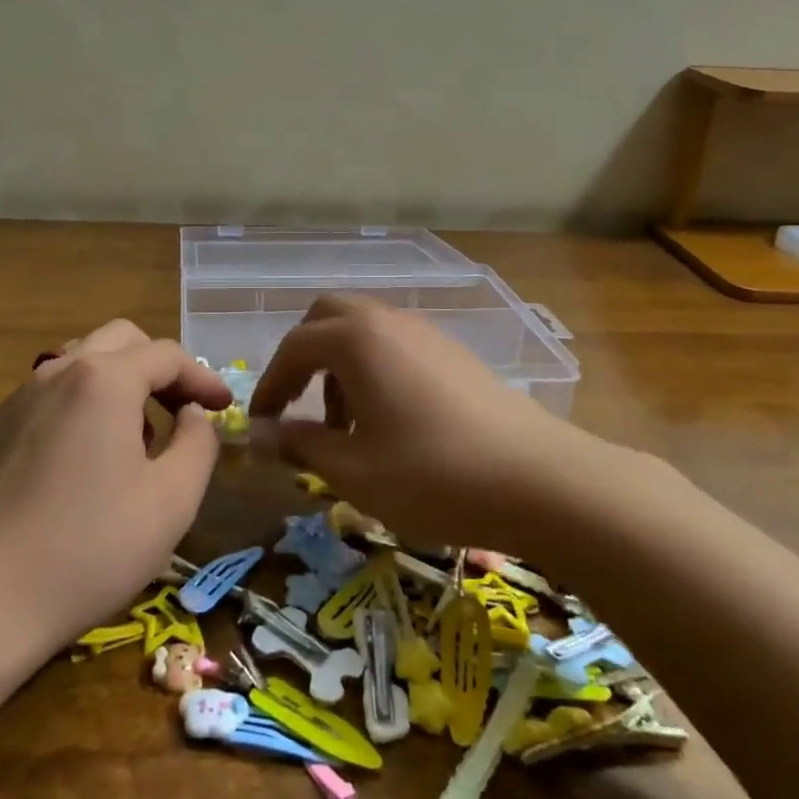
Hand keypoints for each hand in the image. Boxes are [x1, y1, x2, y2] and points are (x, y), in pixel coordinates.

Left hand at [0, 320, 231, 649]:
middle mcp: (59, 371)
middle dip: (161, 368)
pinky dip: (88, 402)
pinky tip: (94, 456)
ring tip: (141, 435)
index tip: (224, 407)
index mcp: (104, 379)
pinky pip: (56, 391)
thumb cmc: (90, 548)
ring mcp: (22, 397)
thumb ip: (198, 442)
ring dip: (123, 381)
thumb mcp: (172, 499)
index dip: (202, 377)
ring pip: (85, 361)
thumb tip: (192, 415)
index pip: (166, 355)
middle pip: (122, 341)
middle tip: (184, 410)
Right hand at [248, 295, 578, 552]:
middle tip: (298, 406)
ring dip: (339, 365)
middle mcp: (389, 322)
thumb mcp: (354, 470)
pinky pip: (396, 346)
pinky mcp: (454, 354)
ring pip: (364, 330)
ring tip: (345, 426)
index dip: (269, 385)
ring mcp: (427, 334)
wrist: (540, 480)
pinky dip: (373, 370)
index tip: (261, 425)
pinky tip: (388, 423)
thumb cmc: (434, 475)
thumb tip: (258, 436)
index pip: (294, 347)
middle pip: (328, 317)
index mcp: (357, 340)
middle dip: (303, 358)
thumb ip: (300, 445)